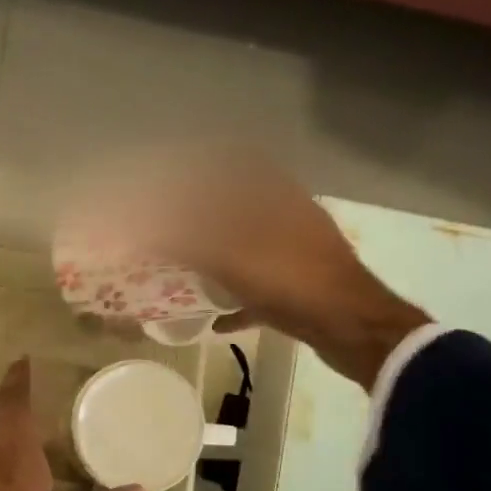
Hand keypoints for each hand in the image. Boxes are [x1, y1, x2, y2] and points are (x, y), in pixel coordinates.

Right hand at [72, 149, 432, 387]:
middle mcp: (287, 219)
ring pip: (250, 248)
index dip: (207, 162)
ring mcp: (296, 255)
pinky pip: (261, 290)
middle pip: (241, 207)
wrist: (351, 328)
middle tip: (170, 226)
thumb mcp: (229, 257)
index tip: (174, 171)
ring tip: (186, 266)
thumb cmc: (290, 281)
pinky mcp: (300, 290)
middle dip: (206, 214)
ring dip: (220, 256)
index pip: (239, 163)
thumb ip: (184, 238)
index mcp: (275, 197)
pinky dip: (238, 301)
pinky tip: (216, 320)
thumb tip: (140, 224)